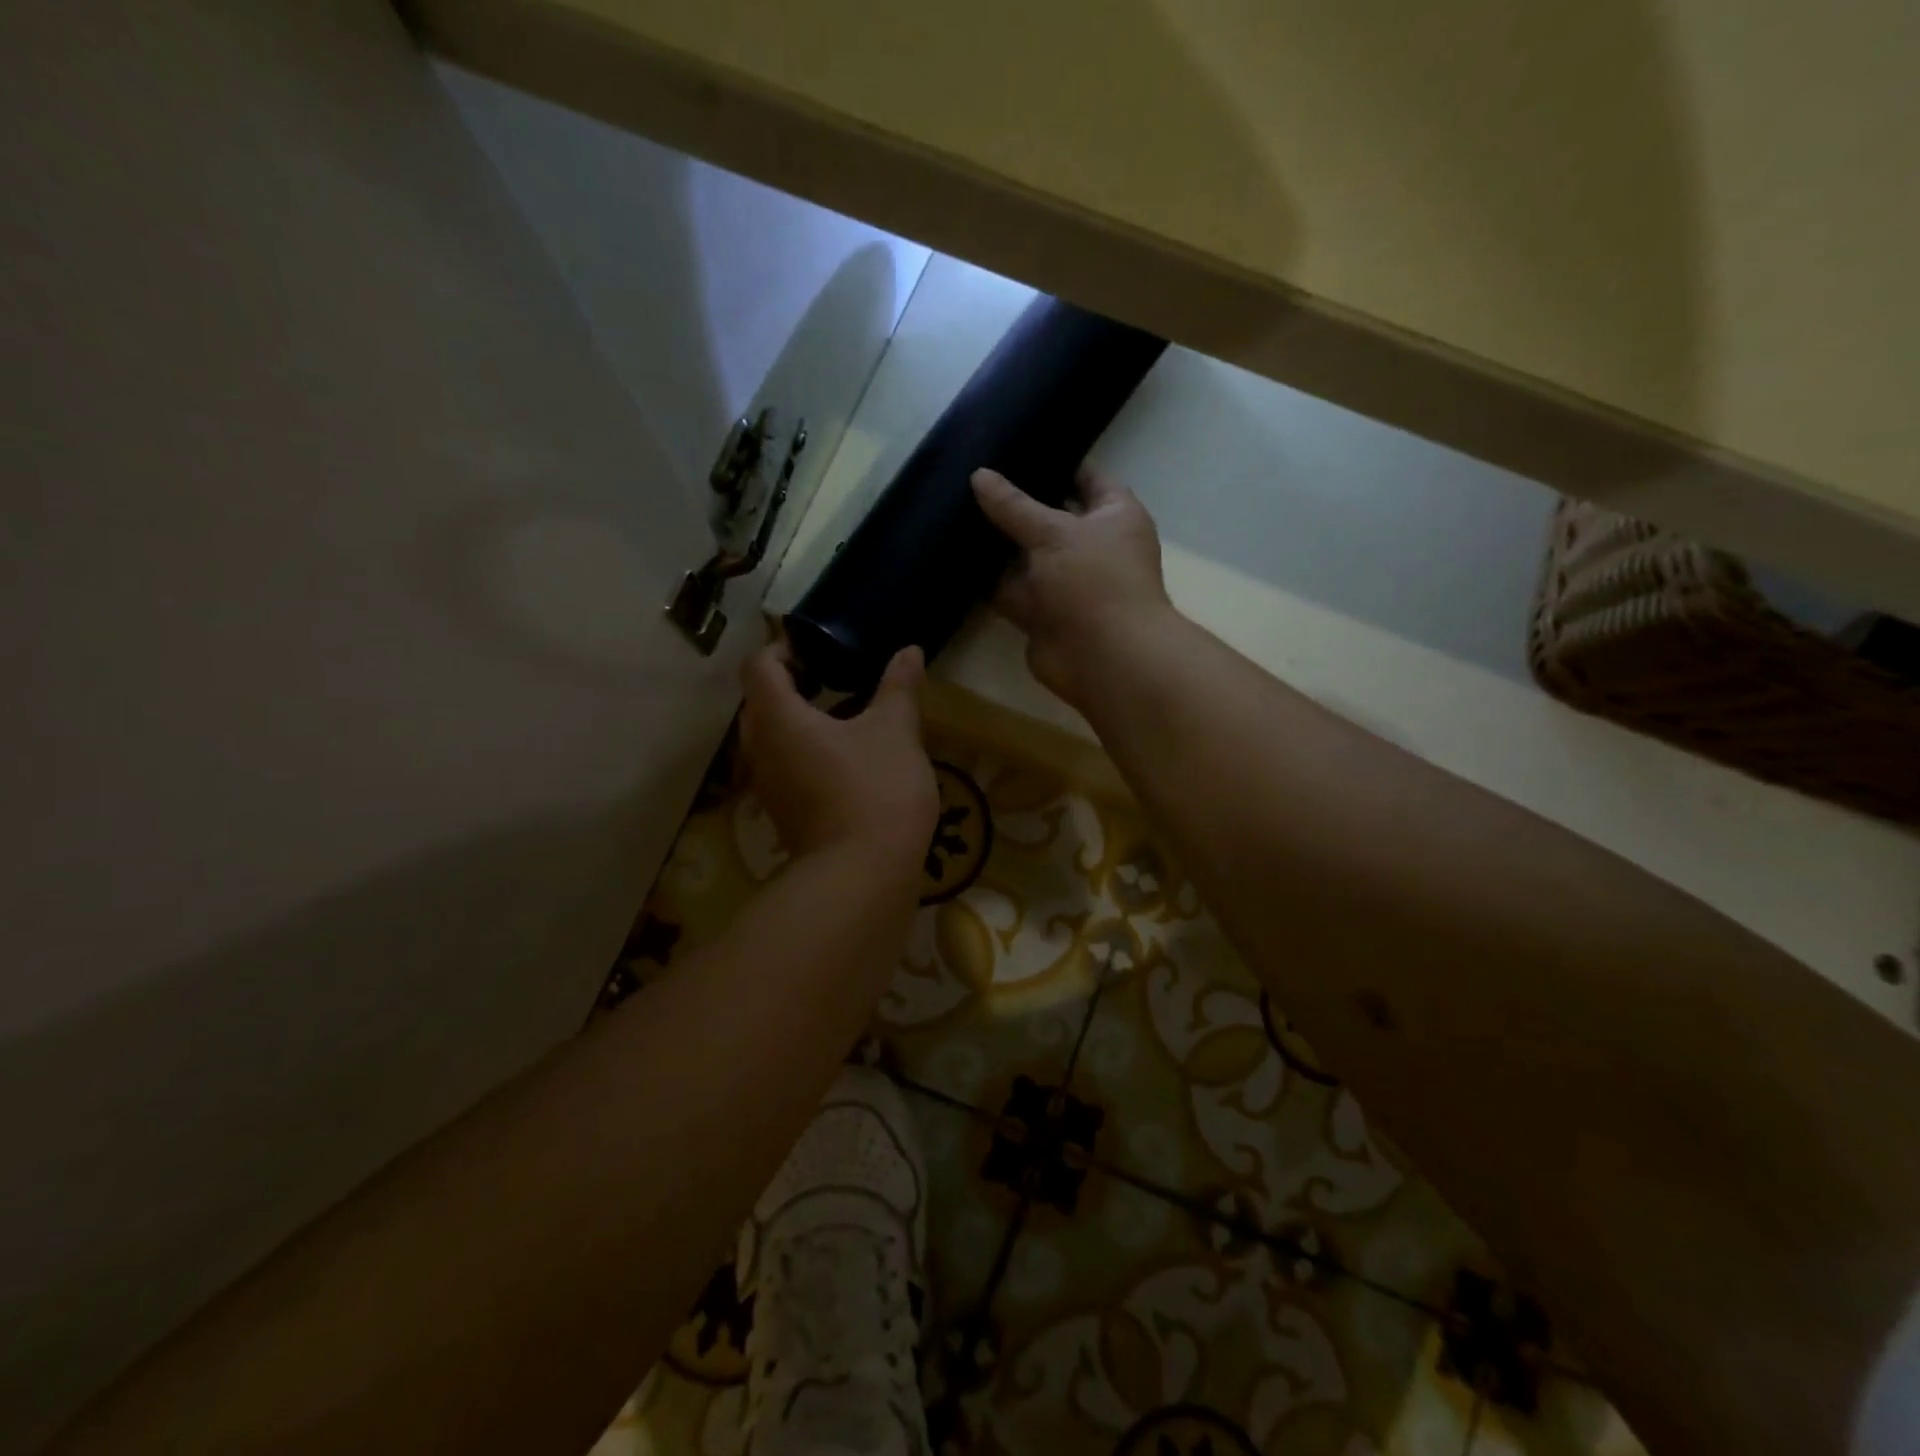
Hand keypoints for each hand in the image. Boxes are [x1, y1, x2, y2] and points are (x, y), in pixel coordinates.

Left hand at [738, 639, 938, 872]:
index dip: (782, 648)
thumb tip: (909, 651)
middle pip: (758, 702)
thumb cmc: (876, 790)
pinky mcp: (782, 813)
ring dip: (795, 720)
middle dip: (788, 684)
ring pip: (768, 738)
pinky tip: (841, 758)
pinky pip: (782, 767)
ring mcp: (767, 786)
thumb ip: (898, 687)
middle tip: (829, 676)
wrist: (864, 876)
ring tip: (839, 715)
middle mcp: (760, 749)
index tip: (817, 649)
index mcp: (778, 718)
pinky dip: (802, 751)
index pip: (759, 667)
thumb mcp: (896, 731)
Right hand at [971, 467, 1176, 708]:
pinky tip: (952, 556)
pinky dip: (986, 579)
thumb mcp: (1054, 531)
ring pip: (1024, 555)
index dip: (1054, 460)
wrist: (1104, 659)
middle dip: (1015, 502)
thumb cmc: (1094, 581)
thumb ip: (1014, 505)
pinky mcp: (1040, 613)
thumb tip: (979, 475)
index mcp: (1113, 515)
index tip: (1014, 445)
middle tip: (970, 476)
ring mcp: (1064, 582)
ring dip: (995, 542)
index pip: (1085, 476)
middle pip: (1048, 516)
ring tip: (952, 510)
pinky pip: (1009, 588)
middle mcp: (1091, 545)